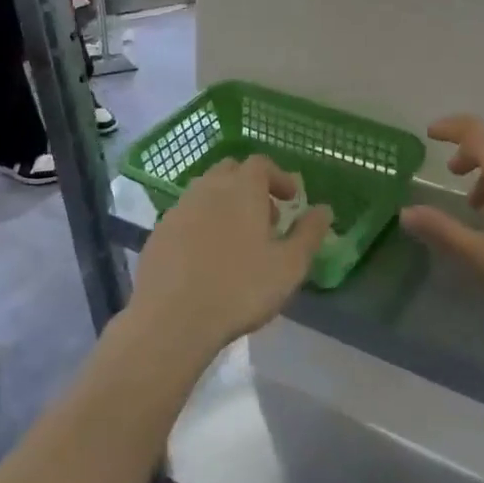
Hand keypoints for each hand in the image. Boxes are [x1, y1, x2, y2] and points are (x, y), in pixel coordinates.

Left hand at [129, 156, 331, 359]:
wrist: (171, 318)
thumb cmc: (239, 288)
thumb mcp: (289, 266)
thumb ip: (309, 234)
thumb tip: (325, 209)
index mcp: (242, 187)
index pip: (261, 163)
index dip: (279, 177)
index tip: (291, 199)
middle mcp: (208, 187)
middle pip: (231, 171)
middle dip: (251, 187)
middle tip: (265, 218)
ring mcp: (179, 208)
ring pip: (206, 192)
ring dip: (224, 204)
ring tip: (237, 240)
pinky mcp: (158, 232)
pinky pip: (186, 216)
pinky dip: (201, 224)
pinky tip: (206, 257)